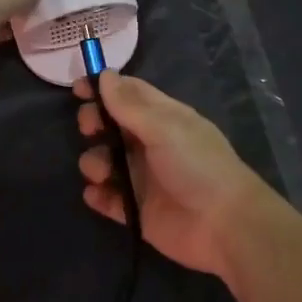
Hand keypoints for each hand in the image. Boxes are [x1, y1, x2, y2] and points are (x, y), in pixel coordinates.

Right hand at [75, 71, 265, 278]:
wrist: (223, 225)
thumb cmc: (197, 165)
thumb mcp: (164, 127)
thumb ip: (129, 104)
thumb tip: (104, 75)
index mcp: (163, 118)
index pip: (128, 93)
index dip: (103, 87)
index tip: (77, 88)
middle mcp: (150, 144)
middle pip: (111, 125)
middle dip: (93, 123)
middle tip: (89, 129)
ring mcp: (142, 178)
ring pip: (104, 162)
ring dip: (94, 162)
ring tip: (102, 173)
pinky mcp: (136, 209)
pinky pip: (107, 198)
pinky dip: (98, 194)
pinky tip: (98, 194)